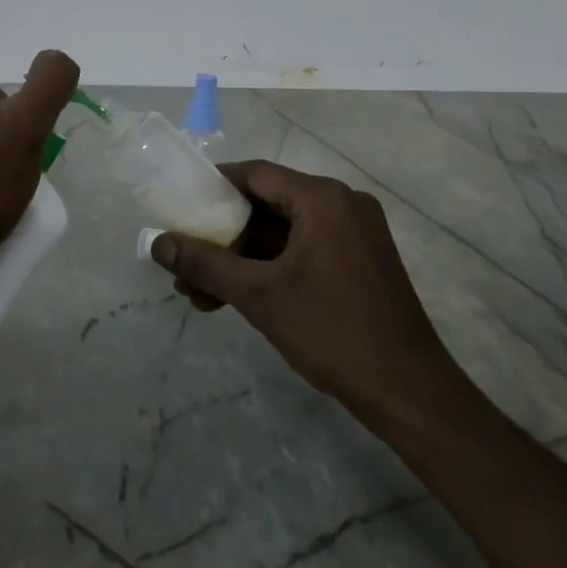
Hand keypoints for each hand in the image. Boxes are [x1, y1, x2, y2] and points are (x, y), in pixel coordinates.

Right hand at [149, 161, 467, 418]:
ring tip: (198, 293)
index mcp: (323, 199)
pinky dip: (268, 270)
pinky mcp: (358, 262)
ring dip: (240, 259)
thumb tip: (157, 244)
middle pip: (266, 204)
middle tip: (184, 261)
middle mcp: (341, 205)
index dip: (211, 187)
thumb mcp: (259, 295)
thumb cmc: (332, 332)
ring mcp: (353, 234)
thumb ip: (205, 264)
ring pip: (282, 234)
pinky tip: (233, 299)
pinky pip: (302, 251)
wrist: (409, 393)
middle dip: (222, 236)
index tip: (178, 208)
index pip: (254, 174)